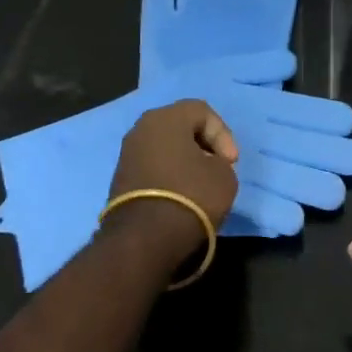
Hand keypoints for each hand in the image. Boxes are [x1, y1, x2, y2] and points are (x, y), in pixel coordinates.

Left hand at [105, 100, 240, 270]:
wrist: (143, 240)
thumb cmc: (189, 196)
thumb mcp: (224, 177)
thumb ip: (220, 162)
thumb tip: (207, 166)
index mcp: (166, 117)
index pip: (202, 111)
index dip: (223, 134)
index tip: (231, 163)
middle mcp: (142, 128)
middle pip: (180, 126)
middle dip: (203, 145)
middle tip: (218, 167)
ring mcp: (127, 153)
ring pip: (165, 147)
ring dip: (185, 161)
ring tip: (201, 184)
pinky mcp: (120, 179)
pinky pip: (152, 166)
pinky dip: (168, 176)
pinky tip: (181, 196)